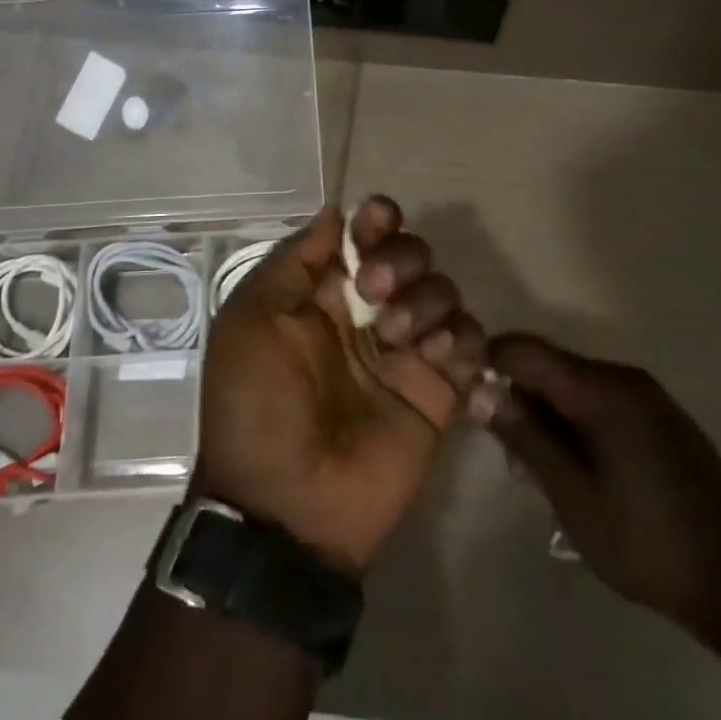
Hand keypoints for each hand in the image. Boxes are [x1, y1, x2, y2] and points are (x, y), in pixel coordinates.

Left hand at [194, 200, 485, 576]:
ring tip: (396, 337)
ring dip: (426, 300)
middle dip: (401, 258)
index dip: (377, 220)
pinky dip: (460, 338)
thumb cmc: (257, 405)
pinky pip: (470, 343)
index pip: (364, 237)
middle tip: (375, 290)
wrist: (287, 506)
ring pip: (443, 292)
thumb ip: (293, 261)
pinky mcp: (439, 391)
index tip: (378, 220)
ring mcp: (406, 353)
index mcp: (323, 296)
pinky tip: (435, 357)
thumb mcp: (250, 321)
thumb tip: (335, 213)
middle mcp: (369, 315)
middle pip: (412, 255)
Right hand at [475, 333, 720, 642]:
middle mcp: (625, 378)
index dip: (489, 364)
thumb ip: (525, 436)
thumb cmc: (645, 542)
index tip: (470, 402)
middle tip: (510, 456)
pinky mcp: (661, 418)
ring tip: (542, 472)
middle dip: (519, 398)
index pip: (525, 350)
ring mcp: (648, 397)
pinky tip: (579, 469)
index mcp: (602, 389)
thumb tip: (478, 390)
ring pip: (574, 386)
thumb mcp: (572, 495)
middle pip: (550, 366)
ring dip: (547, 416)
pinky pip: (602, 401)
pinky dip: (576, 423)